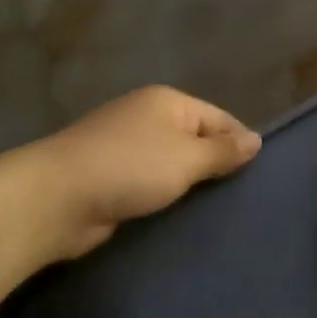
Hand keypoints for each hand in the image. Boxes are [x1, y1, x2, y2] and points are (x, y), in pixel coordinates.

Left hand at [29, 86, 260, 259]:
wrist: (57, 198)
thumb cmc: (129, 168)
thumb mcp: (186, 157)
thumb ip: (223, 150)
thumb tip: (256, 139)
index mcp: (167, 102)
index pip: (219, 118)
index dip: (240, 144)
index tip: (259, 177)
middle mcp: (146, 117)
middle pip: (195, 139)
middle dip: (215, 166)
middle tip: (242, 199)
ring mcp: (125, 146)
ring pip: (172, 163)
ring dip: (189, 184)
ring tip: (218, 211)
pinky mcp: (111, 176)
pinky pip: (151, 182)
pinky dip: (165, 195)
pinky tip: (181, 215)